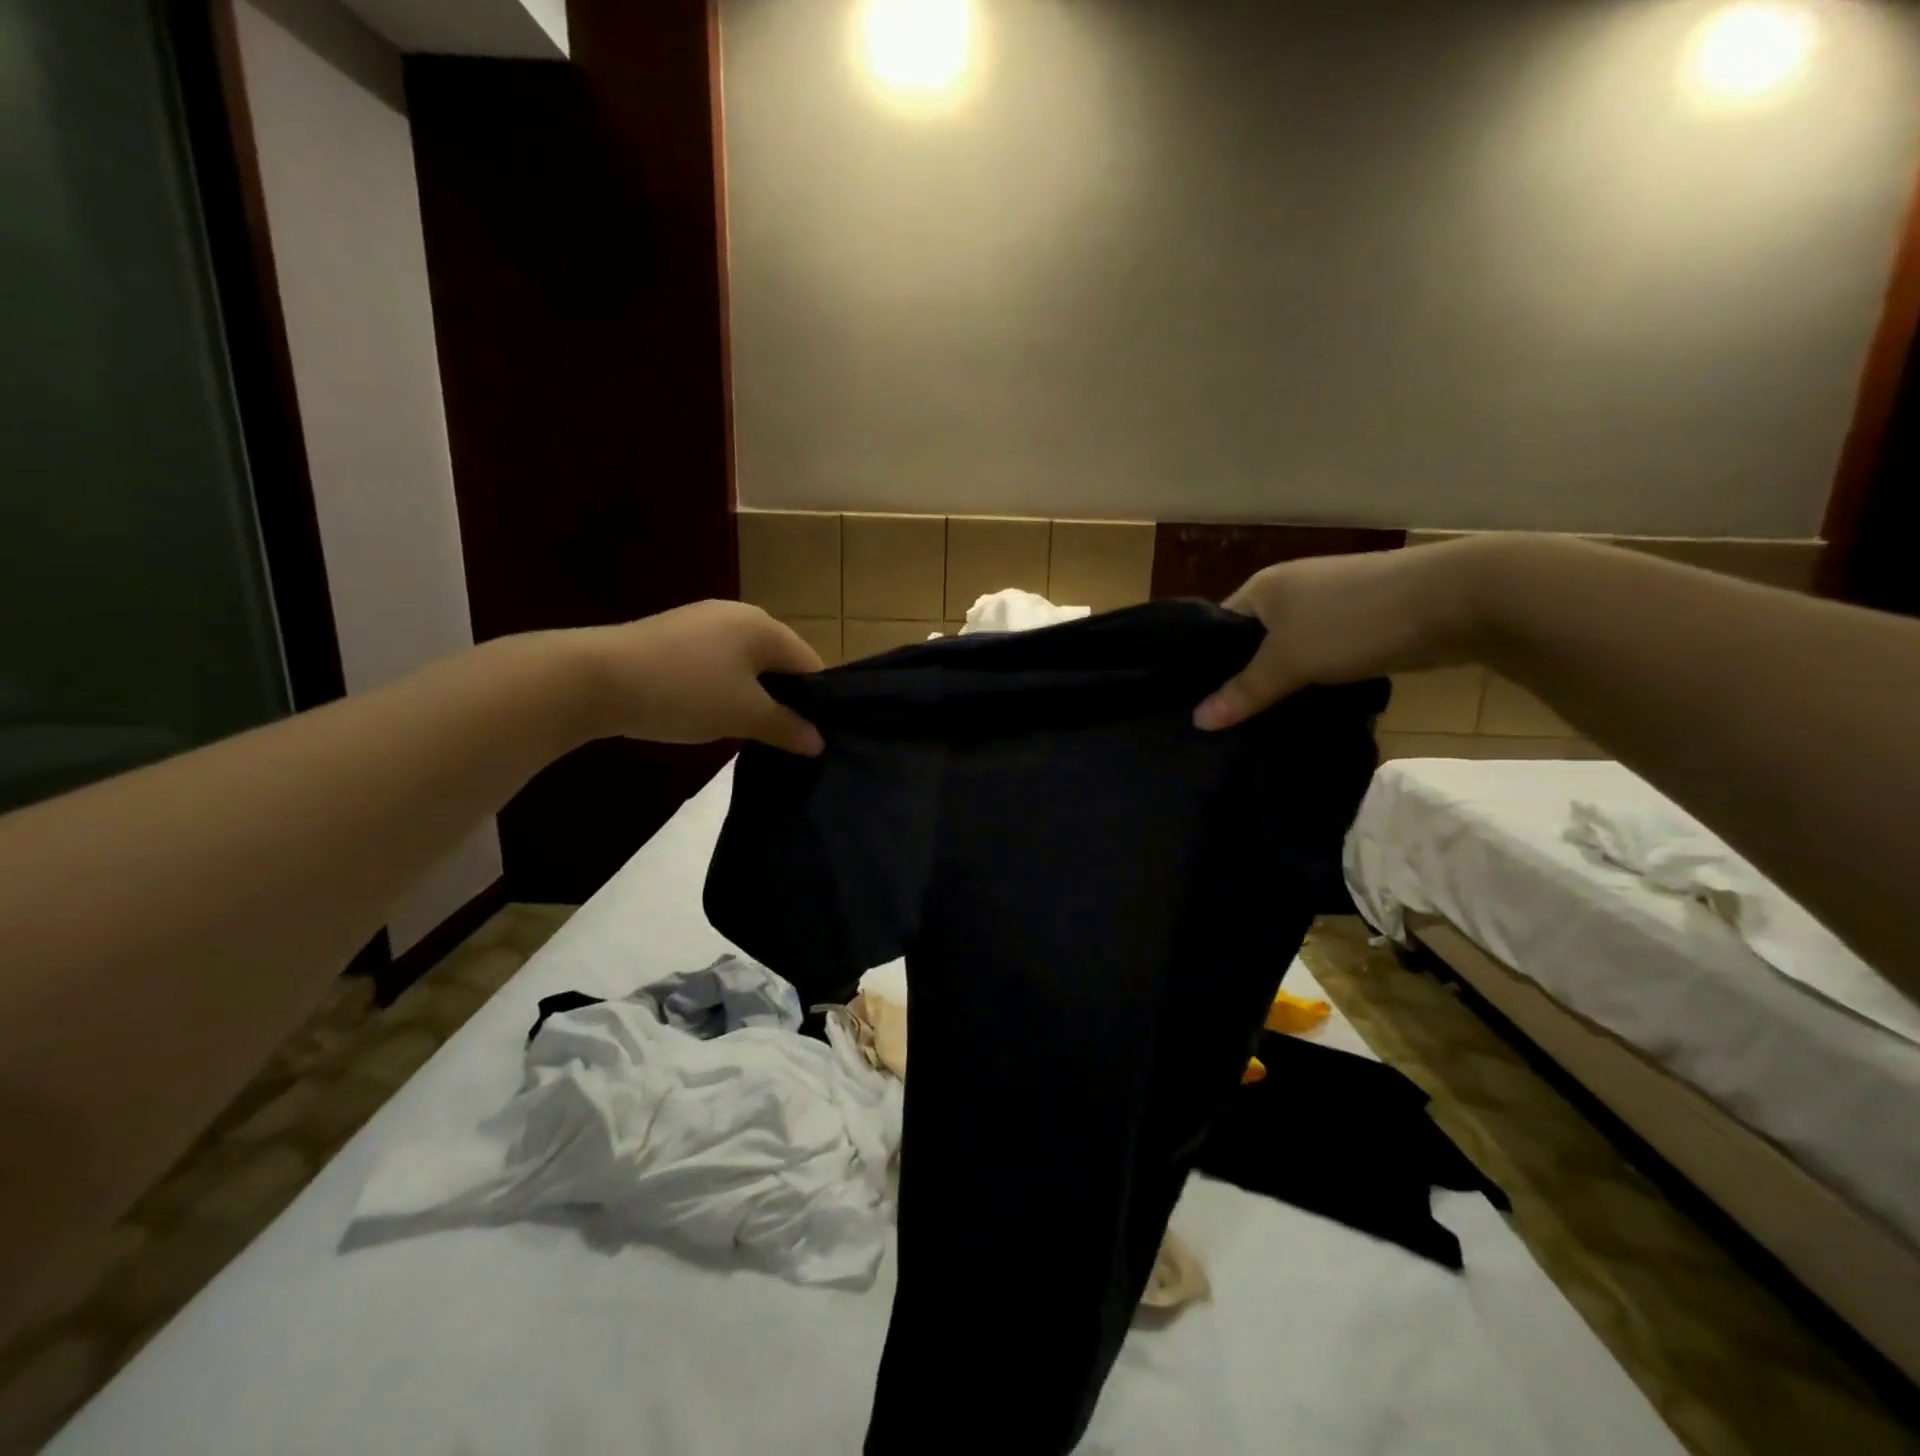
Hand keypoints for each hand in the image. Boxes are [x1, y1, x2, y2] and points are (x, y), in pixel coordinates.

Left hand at [582, 601, 825, 754]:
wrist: (594, 678)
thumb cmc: (685, 692)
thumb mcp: (744, 715)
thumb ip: (787, 727)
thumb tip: (819, 742)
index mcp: (764, 626)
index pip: (810, 664)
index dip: (818, 702)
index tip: (813, 737)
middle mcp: (738, 614)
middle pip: (778, 662)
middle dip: (784, 699)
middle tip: (782, 738)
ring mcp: (702, 622)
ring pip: (746, 664)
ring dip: (752, 696)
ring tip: (746, 730)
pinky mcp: (673, 635)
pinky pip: (716, 663)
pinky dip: (722, 688)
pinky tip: (708, 712)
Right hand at [1193, 539, 1486, 730]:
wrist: (1456, 599)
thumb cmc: (1353, 621)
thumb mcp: (1289, 660)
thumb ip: (1244, 692)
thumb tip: (1197, 721)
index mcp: (1262, 588)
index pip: (1216, 629)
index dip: (1203, 666)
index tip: (1193, 707)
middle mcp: (1289, 593)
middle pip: (1251, 645)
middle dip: (1240, 682)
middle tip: (1221, 726)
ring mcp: (1327, 609)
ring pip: (1287, 655)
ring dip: (1278, 686)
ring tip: (1254, 727)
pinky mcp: (1358, 629)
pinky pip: (1318, 660)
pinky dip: (1310, 684)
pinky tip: (1300, 713)